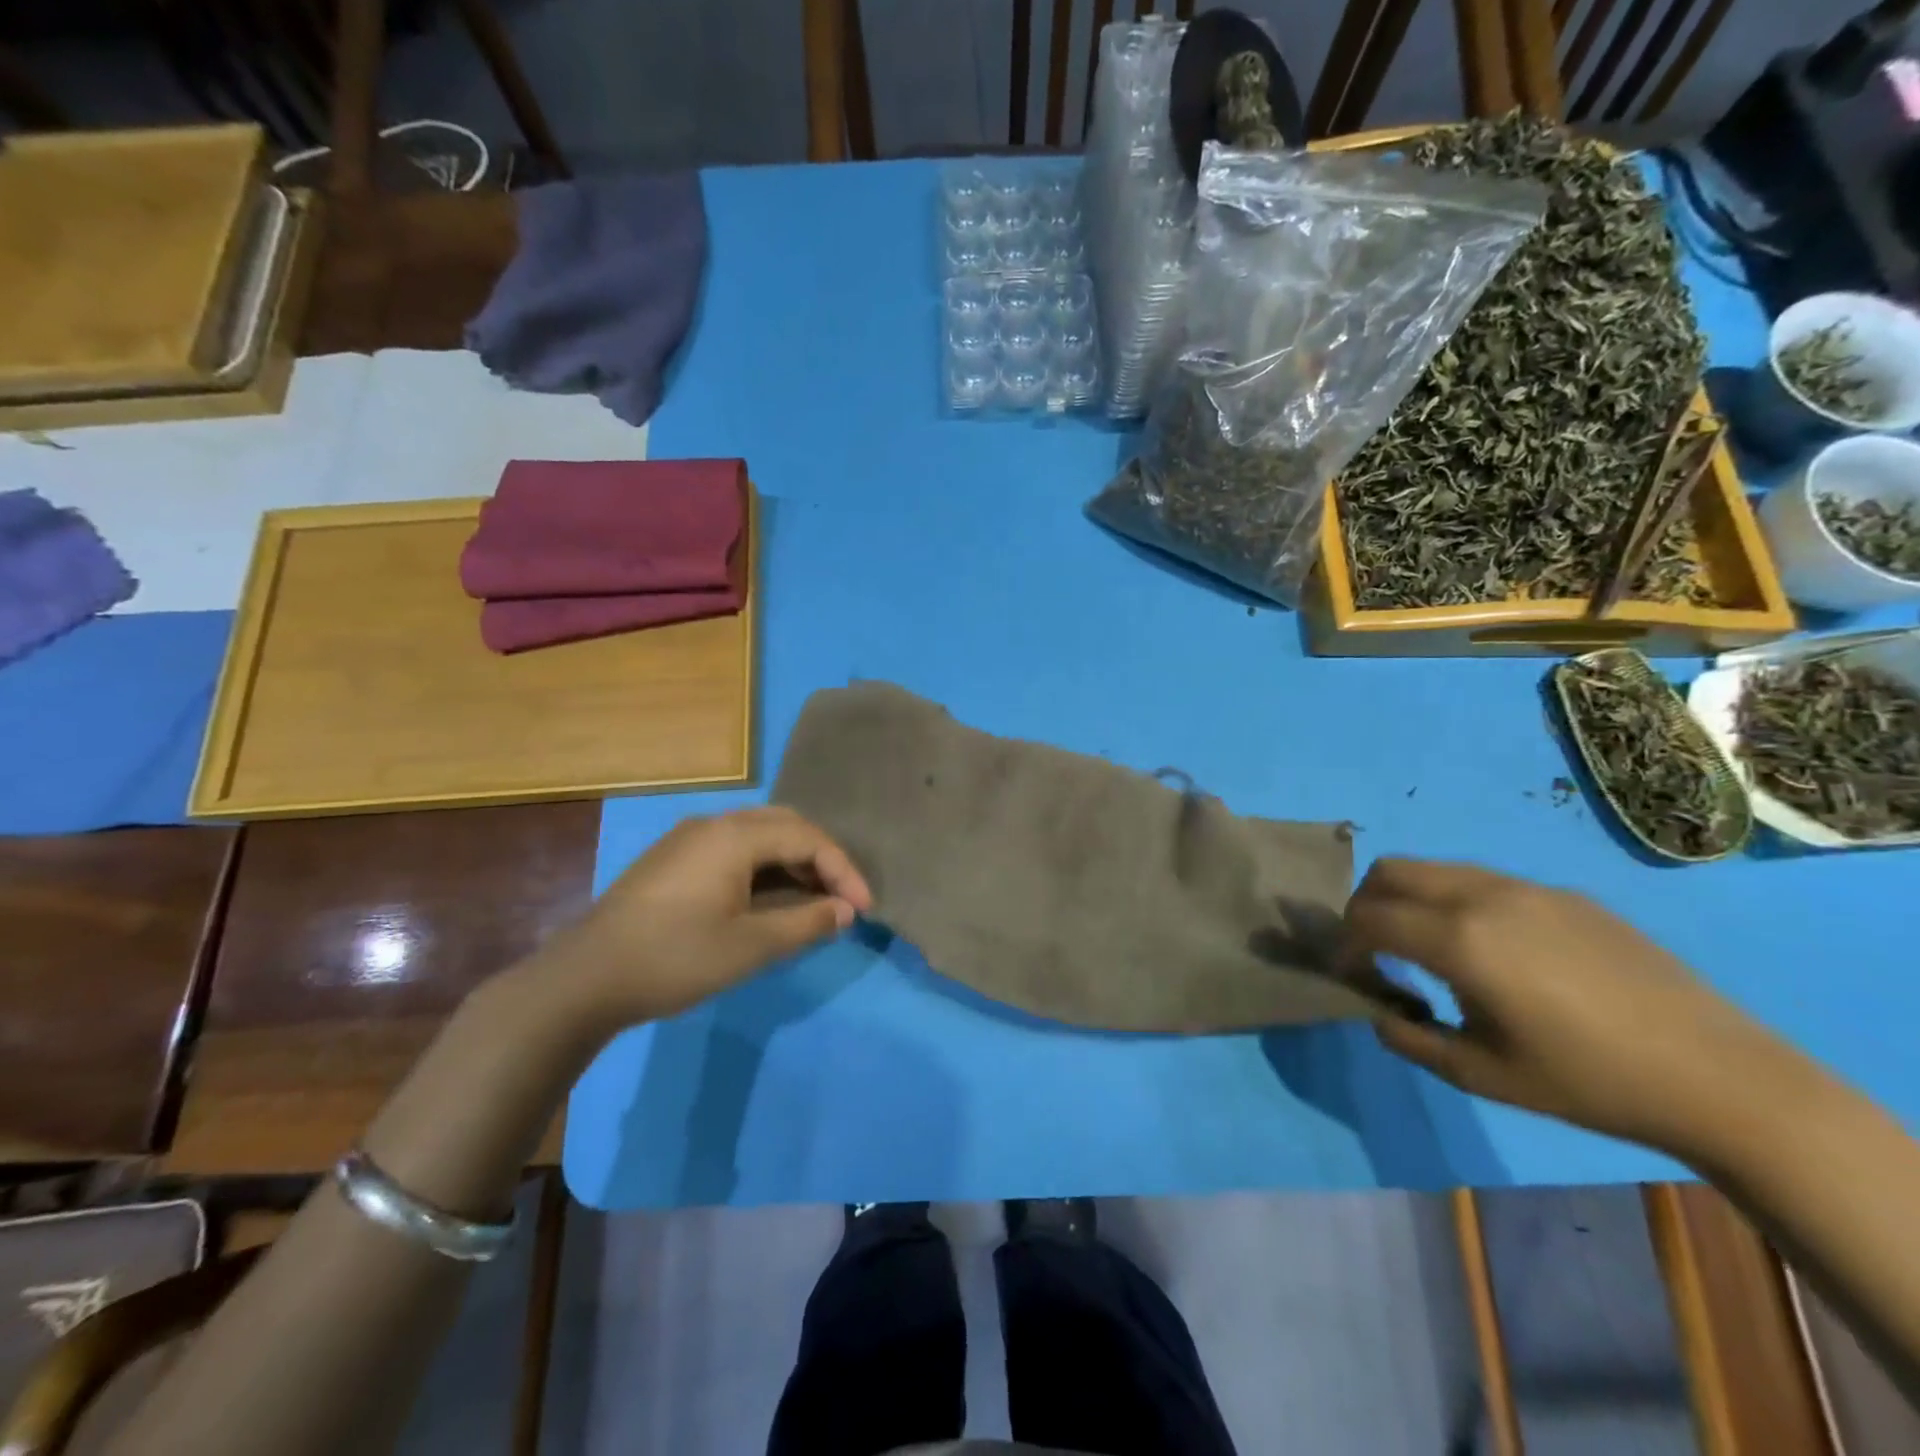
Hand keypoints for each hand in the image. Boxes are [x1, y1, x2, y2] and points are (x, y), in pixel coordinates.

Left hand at [542, 807, 871, 1029]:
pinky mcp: (674, 859)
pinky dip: (765, 868)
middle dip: (821, 860)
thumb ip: (806, 923)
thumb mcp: (750, 947)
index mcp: (734, 836)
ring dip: (793, 863)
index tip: (865, 909)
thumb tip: (846, 911)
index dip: (843, 870)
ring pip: (759, 836)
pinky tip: (770, 900)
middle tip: (843, 898)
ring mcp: (689, 839)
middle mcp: (714, 824)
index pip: (808, 838)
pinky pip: (735, 849)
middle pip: (785, 826)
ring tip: (814, 901)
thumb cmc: (675, 958)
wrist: (584, 979)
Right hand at [1345, 858, 1807, 1159]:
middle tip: (1374, 947)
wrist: (1719, 1078)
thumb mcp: (1481, 1074)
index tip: (1349, 972)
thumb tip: (1379, 1010)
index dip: (1344, 943)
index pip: (1368, 917)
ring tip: (1428, 947)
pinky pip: (1485, 882)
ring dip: (1411, 898)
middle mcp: (1483, 896)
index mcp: (1459, 939)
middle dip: (1365, 904)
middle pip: (1391, 871)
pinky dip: (1457, 902)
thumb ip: (1410, 1037)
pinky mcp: (1564, 895)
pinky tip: (1493, 951)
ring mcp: (1528, 889)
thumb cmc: (1588, 1082)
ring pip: (1437, 869)